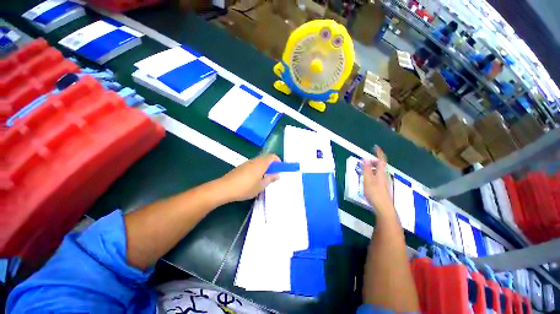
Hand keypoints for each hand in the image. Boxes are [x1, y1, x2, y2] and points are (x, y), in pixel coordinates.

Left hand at [218, 154, 280, 201]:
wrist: (225, 188)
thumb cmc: (245, 188)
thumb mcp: (260, 186)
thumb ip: (270, 179)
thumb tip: (277, 175)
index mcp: (261, 164)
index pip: (272, 156)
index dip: (278, 161)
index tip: (279, 169)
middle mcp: (255, 161)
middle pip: (266, 158)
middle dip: (272, 165)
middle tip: (272, 175)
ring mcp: (247, 163)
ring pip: (259, 162)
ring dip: (264, 167)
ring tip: (263, 179)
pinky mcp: (242, 166)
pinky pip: (253, 164)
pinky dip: (257, 169)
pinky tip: (254, 180)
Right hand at [362, 146, 394, 216]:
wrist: (384, 208)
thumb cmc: (374, 193)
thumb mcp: (367, 180)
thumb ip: (366, 169)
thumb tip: (365, 158)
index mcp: (381, 172)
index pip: (381, 160)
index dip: (379, 152)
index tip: (375, 147)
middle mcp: (384, 175)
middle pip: (381, 165)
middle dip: (373, 160)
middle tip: (364, 161)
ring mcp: (385, 181)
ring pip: (379, 171)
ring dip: (372, 167)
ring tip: (364, 169)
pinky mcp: (383, 186)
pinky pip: (378, 175)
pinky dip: (373, 173)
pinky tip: (368, 178)